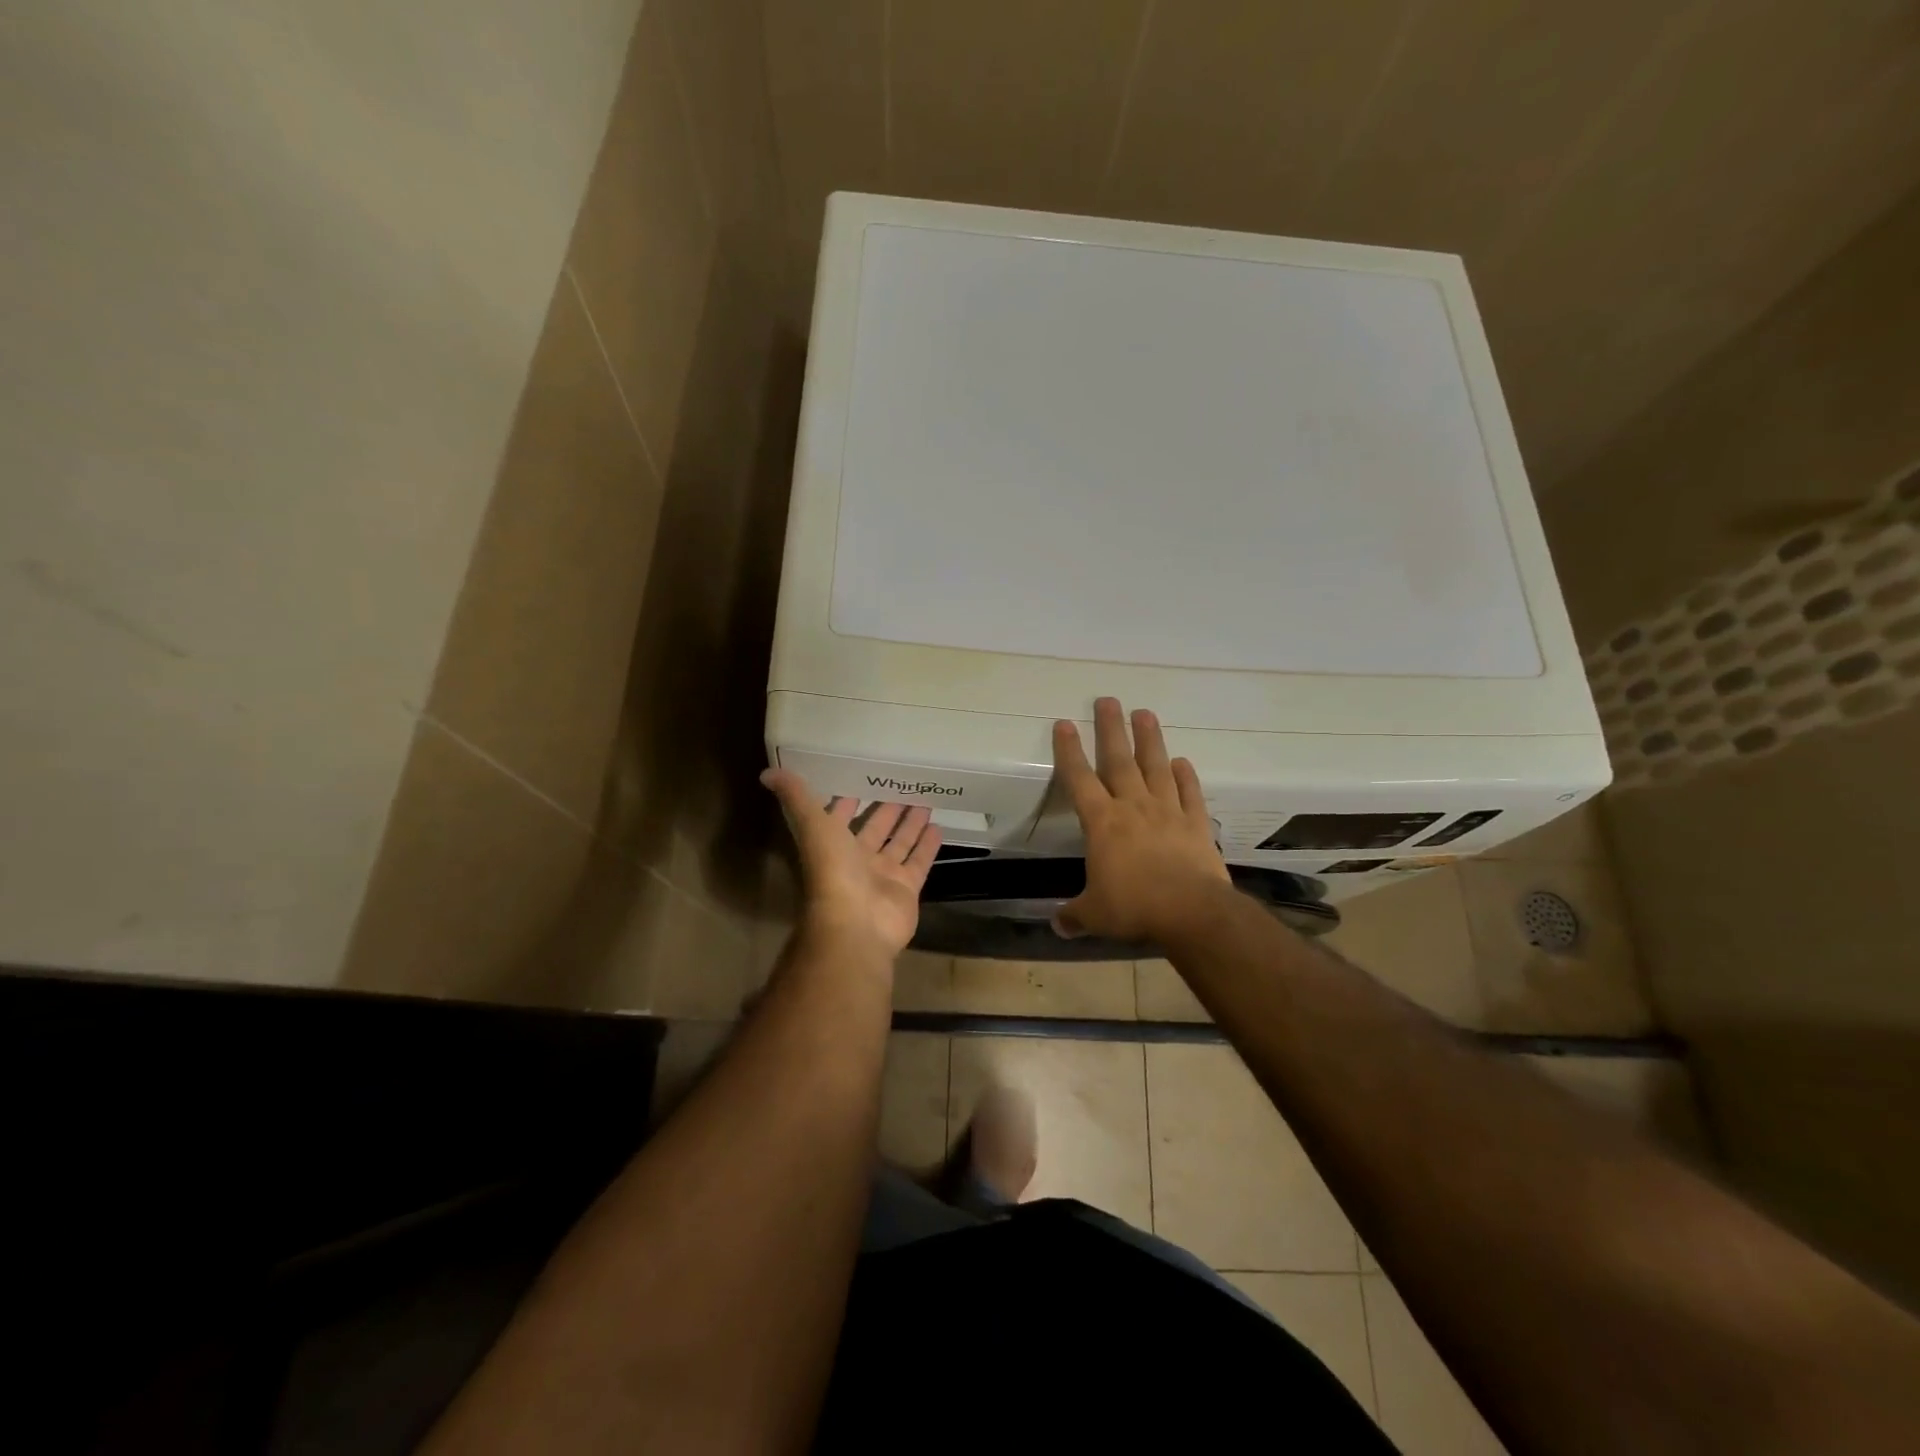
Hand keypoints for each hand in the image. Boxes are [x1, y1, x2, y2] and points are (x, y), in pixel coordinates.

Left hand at [761, 769, 941, 956]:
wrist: (855, 924)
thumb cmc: (832, 872)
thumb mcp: (813, 826)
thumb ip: (796, 797)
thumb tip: (768, 772)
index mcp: (832, 845)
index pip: (839, 818)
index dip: (847, 801)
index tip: (861, 780)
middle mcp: (857, 860)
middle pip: (874, 830)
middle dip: (886, 810)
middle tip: (902, 786)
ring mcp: (883, 876)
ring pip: (899, 844)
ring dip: (909, 825)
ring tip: (924, 802)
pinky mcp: (906, 888)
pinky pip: (919, 862)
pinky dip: (928, 847)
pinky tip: (938, 826)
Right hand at [1052, 698, 1230, 941]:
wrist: (1192, 912)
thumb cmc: (1134, 907)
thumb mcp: (1095, 916)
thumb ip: (1074, 915)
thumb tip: (1057, 926)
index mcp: (1102, 823)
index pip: (1079, 780)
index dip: (1069, 751)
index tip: (1065, 724)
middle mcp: (1133, 807)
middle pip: (1119, 761)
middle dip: (1111, 729)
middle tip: (1108, 699)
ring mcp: (1168, 812)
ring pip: (1156, 767)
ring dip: (1150, 740)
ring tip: (1145, 712)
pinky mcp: (1196, 824)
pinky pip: (1190, 794)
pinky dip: (1187, 777)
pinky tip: (1184, 762)